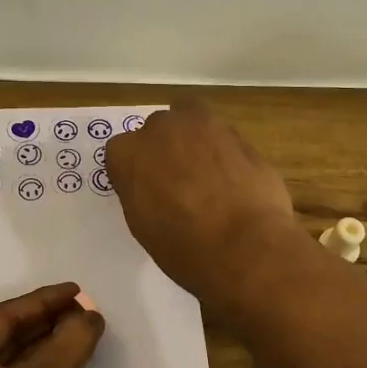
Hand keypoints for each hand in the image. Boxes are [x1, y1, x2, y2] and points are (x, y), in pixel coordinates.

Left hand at [0, 283, 105, 367]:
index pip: (3, 316)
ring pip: (10, 367)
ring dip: (45, 351)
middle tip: (85, 313)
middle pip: (5, 339)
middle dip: (47, 324)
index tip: (78, 291)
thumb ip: (71, 342)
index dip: (44, 300)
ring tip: (81, 336)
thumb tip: (90, 316)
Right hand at [105, 99, 299, 311]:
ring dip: (194, 140)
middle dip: (164, 149)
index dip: (134, 172)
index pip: (121, 152)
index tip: (145, 192)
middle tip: (176, 181)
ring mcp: (204, 126)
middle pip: (157, 129)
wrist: (246, 246)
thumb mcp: (143, 226)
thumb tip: (153, 187)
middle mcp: (162, 129)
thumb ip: (140, 192)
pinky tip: (233, 180)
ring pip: (192, 120)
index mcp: (129, 153)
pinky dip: (224, 153)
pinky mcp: (240, 135)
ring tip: (206, 174)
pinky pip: (223, 138)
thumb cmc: (184, 247)